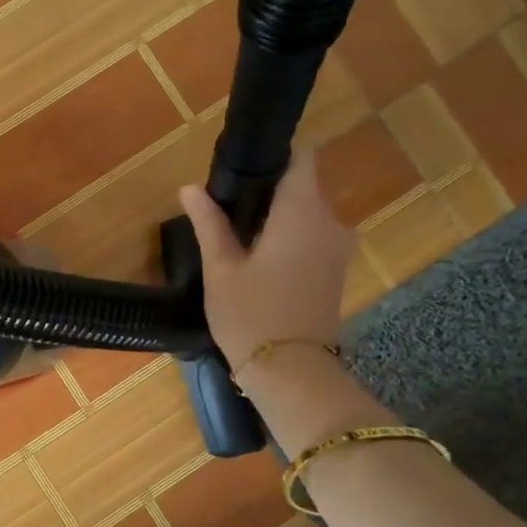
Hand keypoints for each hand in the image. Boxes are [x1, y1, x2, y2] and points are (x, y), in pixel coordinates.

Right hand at [177, 149, 355, 370]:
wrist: (292, 373)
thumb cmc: (251, 314)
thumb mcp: (220, 268)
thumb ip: (209, 223)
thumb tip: (189, 188)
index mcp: (302, 211)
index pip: (302, 157)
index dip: (276, 153)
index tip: (244, 162)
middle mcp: (330, 221)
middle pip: (300, 187)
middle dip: (266, 191)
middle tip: (223, 208)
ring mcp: (337, 248)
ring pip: (304, 215)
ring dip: (275, 218)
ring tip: (234, 236)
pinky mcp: (335, 270)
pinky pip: (310, 238)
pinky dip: (286, 239)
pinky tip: (256, 259)